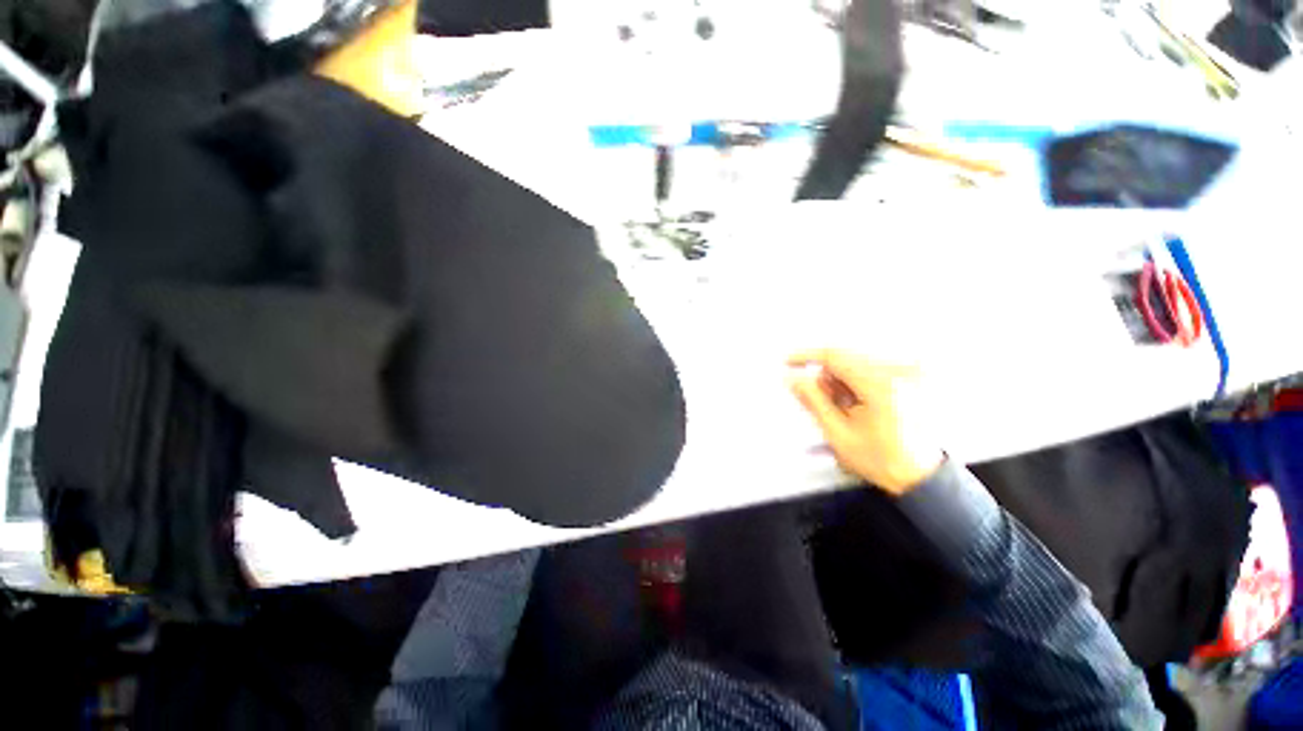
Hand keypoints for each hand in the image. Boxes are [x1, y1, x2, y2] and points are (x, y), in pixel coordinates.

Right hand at [787, 349, 943, 495]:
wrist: (920, 476)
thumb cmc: (879, 459)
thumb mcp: (838, 433)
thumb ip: (813, 401)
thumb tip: (793, 379)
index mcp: (881, 385)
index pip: (836, 356)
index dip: (807, 356)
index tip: (788, 362)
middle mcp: (898, 371)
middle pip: (846, 359)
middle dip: (829, 379)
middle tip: (829, 406)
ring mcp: (908, 372)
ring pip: (857, 363)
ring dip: (843, 382)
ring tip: (848, 410)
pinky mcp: (912, 377)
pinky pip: (872, 368)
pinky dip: (857, 383)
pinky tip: (860, 405)